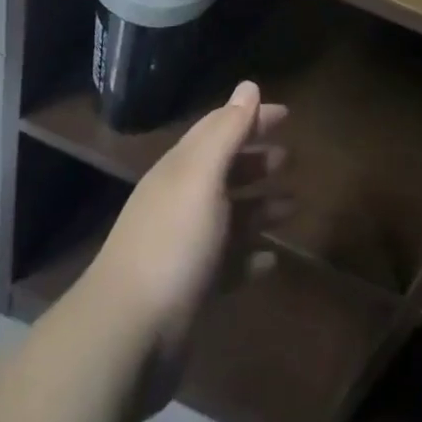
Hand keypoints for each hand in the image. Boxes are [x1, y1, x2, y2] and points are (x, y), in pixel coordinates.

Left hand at [85, 81, 289, 411]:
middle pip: (224, 170)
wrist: (128, 336)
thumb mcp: (202, 176)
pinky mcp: (191, 291)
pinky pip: (228, 265)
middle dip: (256, 160)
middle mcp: (181, 201)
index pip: (219, 128)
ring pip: (230, 217)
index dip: (250, 117)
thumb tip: (249, 86)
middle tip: (291, 157)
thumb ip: (227, 131)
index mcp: (181, 169)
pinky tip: (272, 260)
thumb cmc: (173, 242)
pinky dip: (250, 257)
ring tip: (294, 205)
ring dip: (260, 207)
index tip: (286, 114)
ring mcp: (185, 248)